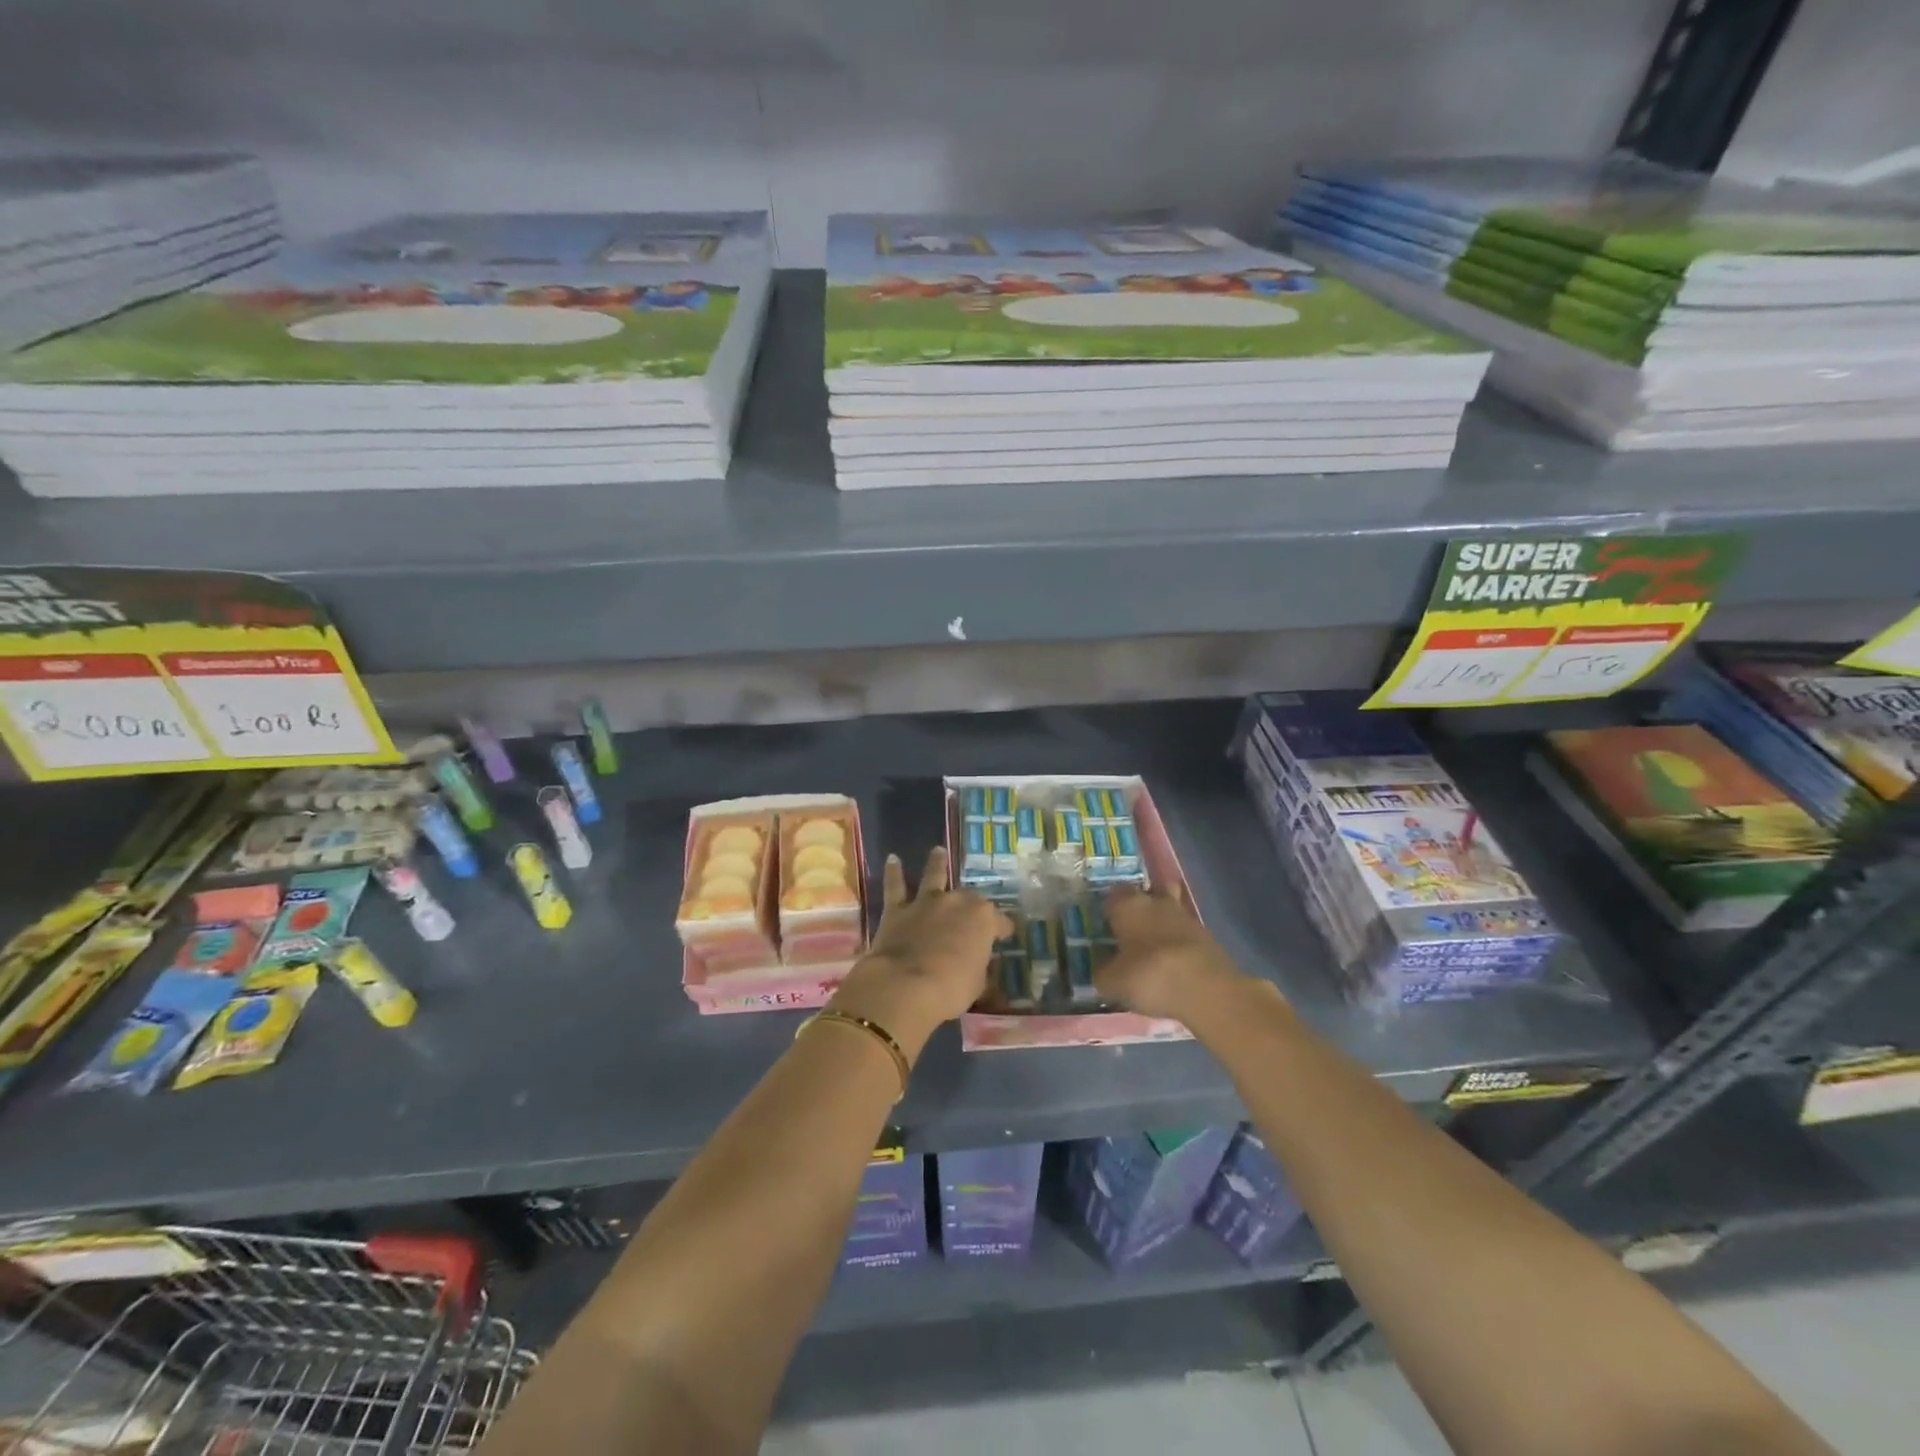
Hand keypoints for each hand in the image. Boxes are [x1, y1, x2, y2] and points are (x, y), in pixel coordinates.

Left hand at [827, 847, 1010, 1056]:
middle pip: (969, 898)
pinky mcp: (898, 909)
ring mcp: (926, 902)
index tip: (1005, 936)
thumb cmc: (950, 989)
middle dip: (973, 903)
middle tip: (974, 909)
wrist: (905, 986)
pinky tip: (892, 859)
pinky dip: (894, 872)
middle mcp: (957, 902)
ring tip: (937, 851)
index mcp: (983, 919)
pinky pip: (895, 886)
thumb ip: (978, 968)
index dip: (1003, 929)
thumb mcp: (977, 984)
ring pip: (934, 875)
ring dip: (936, 863)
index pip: (1000, 922)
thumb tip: (977, 966)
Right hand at [1097, 883, 1248, 1021]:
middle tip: (1131, 930)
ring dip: (1163, 924)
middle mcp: (1156, 902)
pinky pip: (1186, 934)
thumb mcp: (1112, 982)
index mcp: (1127, 905)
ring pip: (1170, 911)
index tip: (1106, 924)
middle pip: (1148, 894)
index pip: (1113, 894)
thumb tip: (1101, 971)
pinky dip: (1179, 943)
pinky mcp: (1208, 937)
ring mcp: (1186, 917)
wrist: (1205, 989)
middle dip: (1141, 907)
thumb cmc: (1147, 975)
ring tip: (1154, 949)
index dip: (1109, 908)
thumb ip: (1103, 973)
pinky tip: (1173, 963)